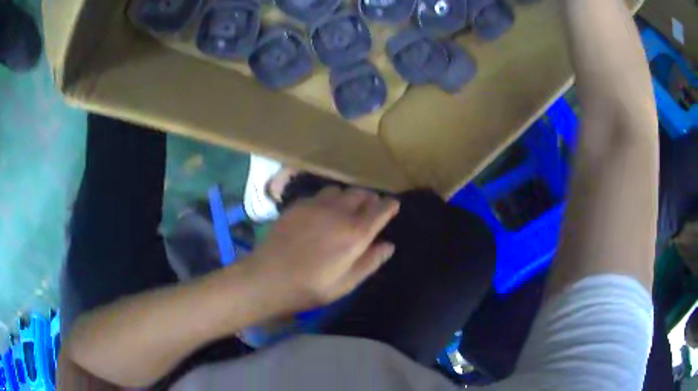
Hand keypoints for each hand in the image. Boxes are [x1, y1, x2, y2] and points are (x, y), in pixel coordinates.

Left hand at [247, 187, 399, 310]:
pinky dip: (329, 199)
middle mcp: (338, 213)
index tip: (393, 205)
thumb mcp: (345, 284)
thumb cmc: (309, 287)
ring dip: (349, 197)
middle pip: (361, 194)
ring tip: (346, 209)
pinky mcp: (298, 204)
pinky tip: (323, 212)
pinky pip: (320, 194)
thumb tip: (388, 245)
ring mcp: (316, 205)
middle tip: (370, 209)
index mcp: (354, 234)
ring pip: (340, 190)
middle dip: (370, 199)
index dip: (390, 205)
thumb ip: (370, 262)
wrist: (267, 277)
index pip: (380, 209)